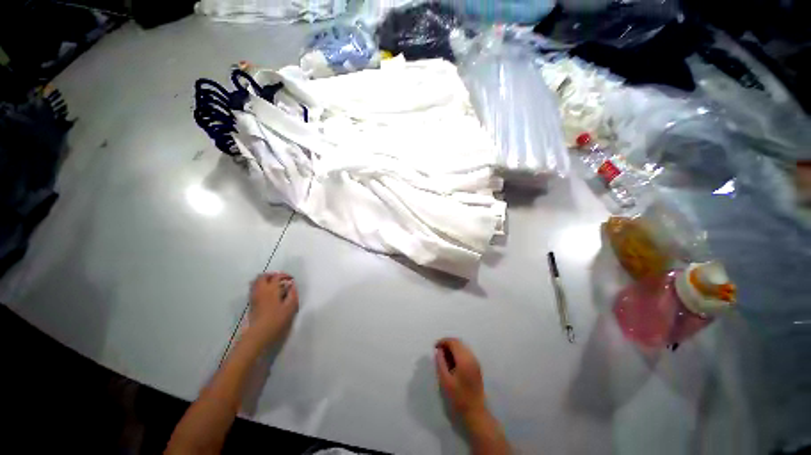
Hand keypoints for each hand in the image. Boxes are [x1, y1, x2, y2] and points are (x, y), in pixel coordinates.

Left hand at [247, 272, 298, 345]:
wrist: (259, 334)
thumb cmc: (277, 320)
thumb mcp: (291, 307)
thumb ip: (293, 293)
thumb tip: (292, 285)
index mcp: (271, 289)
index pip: (277, 276)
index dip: (285, 275)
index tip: (292, 279)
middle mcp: (261, 290)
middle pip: (263, 276)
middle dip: (272, 275)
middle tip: (281, 279)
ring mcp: (254, 296)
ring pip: (256, 282)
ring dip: (265, 280)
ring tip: (275, 285)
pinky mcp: (251, 303)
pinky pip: (254, 289)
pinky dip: (261, 287)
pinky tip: (269, 294)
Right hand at [435, 338, 487, 420]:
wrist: (475, 412)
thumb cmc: (458, 398)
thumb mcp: (445, 381)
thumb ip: (440, 363)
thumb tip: (439, 351)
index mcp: (464, 360)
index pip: (453, 342)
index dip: (443, 341)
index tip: (435, 347)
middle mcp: (472, 357)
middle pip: (458, 342)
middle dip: (447, 344)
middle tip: (438, 351)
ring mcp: (476, 362)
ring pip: (462, 347)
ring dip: (452, 348)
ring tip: (443, 357)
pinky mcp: (476, 366)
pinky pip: (466, 353)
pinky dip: (457, 353)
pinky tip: (451, 362)